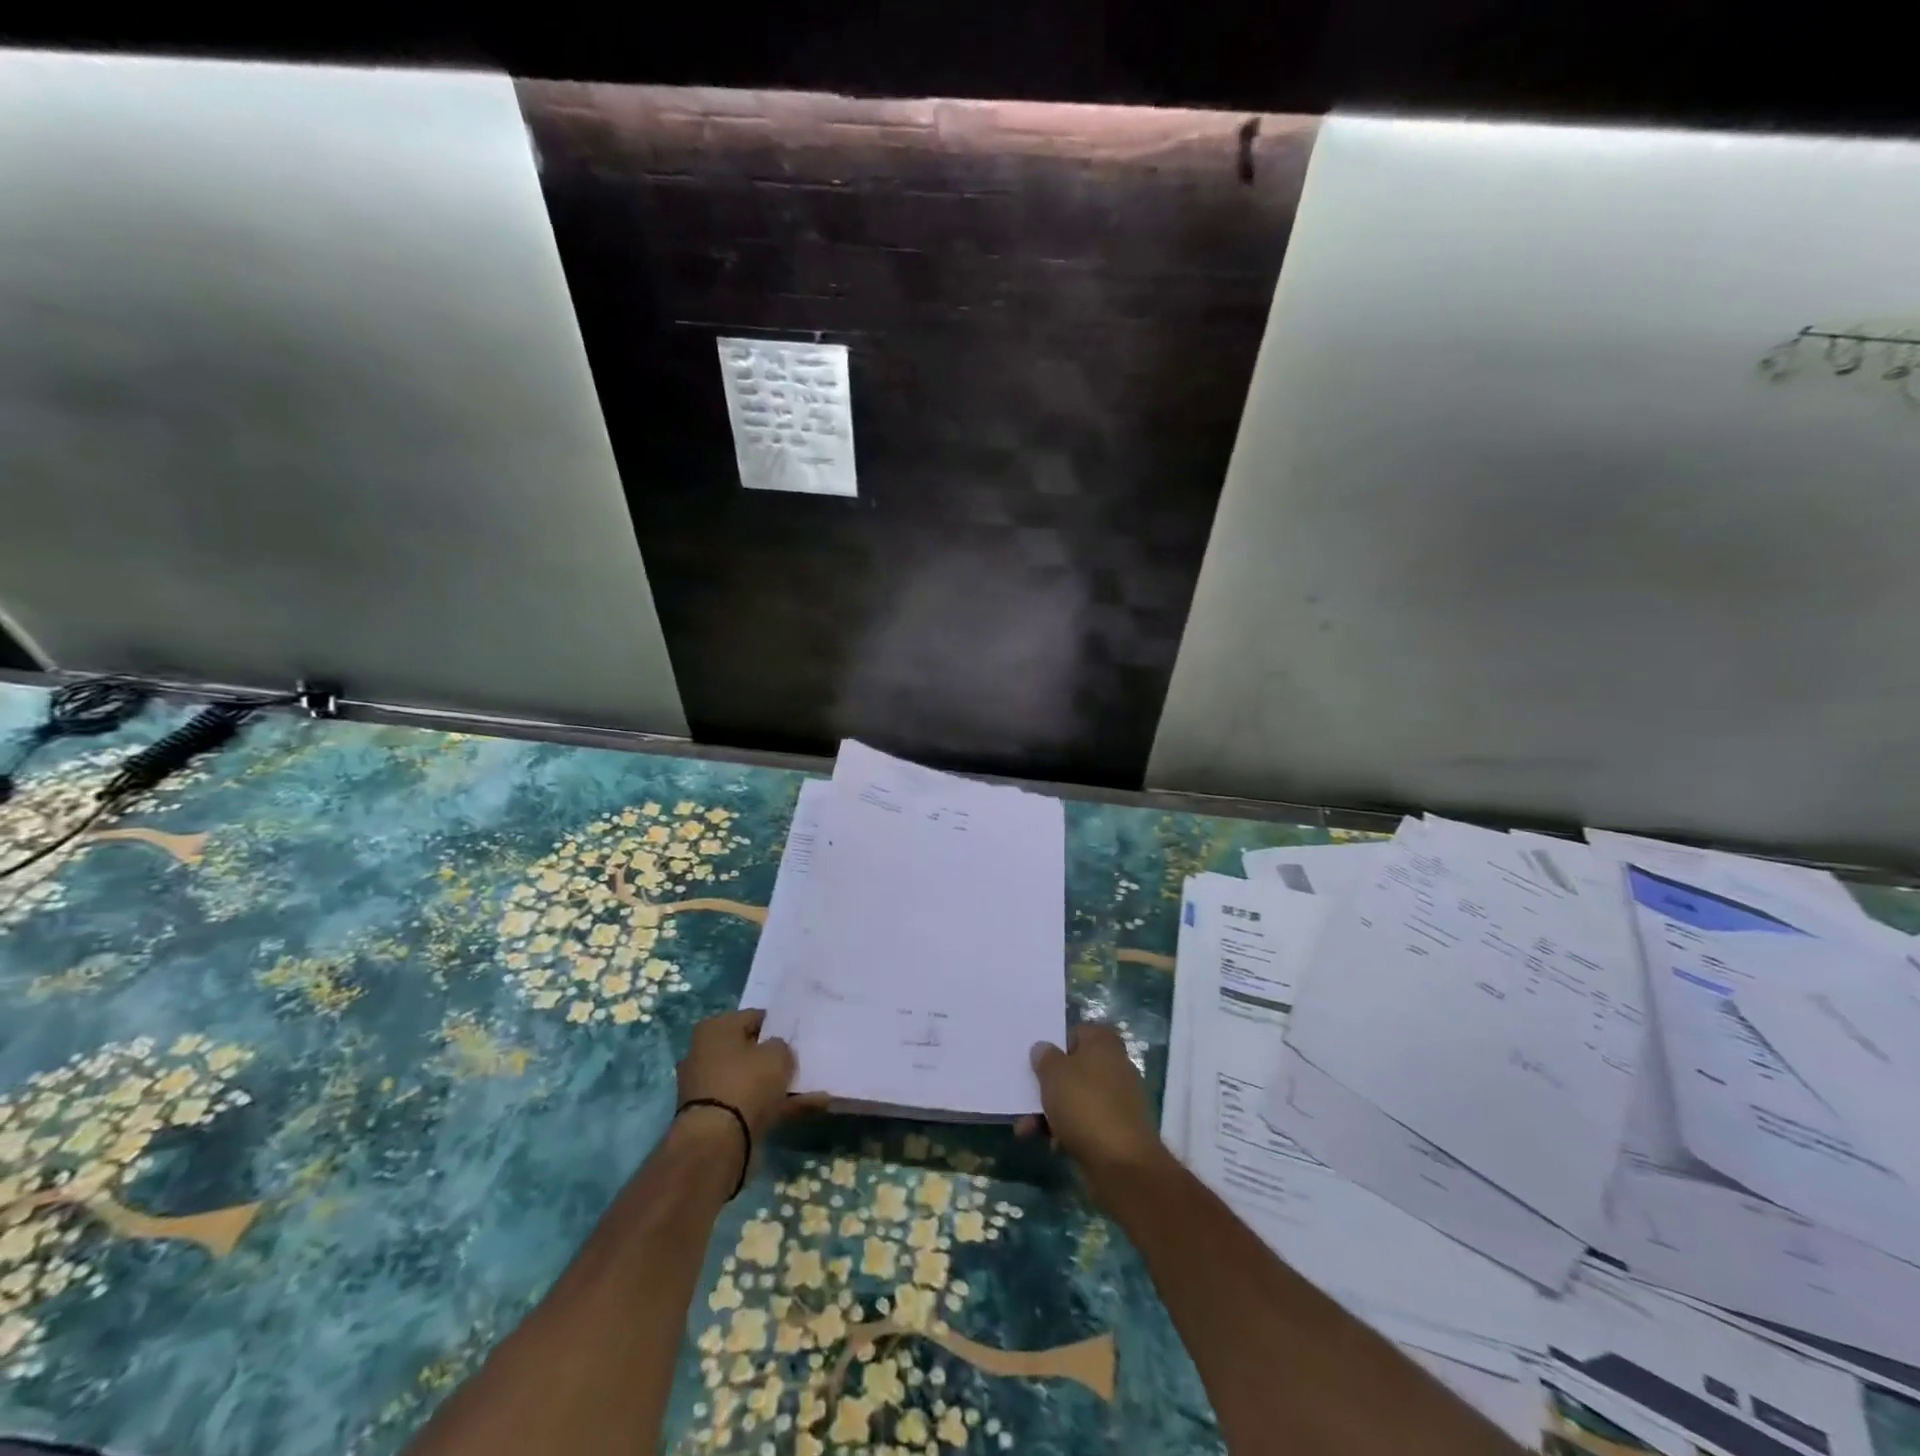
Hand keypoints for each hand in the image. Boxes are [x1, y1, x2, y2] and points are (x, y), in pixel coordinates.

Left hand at [675, 1009, 825, 1142]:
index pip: (754, 1018)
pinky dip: (771, 1105)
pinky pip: (748, 1103)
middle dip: (772, 1058)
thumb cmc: (746, 1083)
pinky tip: (801, 1108)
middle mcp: (703, 1053)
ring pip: (750, 1079)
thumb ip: (781, 1046)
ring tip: (808, 1089)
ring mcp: (706, 1087)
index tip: (796, 1037)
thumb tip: (775, 1050)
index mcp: (715, 1028)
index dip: (777, 1026)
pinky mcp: (711, 1116)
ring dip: (775, 1084)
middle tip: (799, 1062)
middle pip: (748, 1050)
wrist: (716, 1142)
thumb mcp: (777, 1055)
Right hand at [1020, 1023, 1165, 1176]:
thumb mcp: (1054, 1074)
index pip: (1077, 1032)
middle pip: (1074, 1068)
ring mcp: (1118, 1100)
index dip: (1056, 1044)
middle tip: (1024, 1097)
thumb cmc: (1085, 1105)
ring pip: (1076, 1098)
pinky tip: (1050, 1144)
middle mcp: (1115, 1066)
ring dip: (1050, 1112)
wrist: (1122, 1164)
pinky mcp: (1117, 1130)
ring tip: (1026, 1129)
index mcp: (1104, 1043)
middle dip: (1047, 1085)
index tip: (1038, 1060)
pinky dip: (1067, 1130)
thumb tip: (1044, 1049)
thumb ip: (1044, 1057)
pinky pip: (1085, 1122)